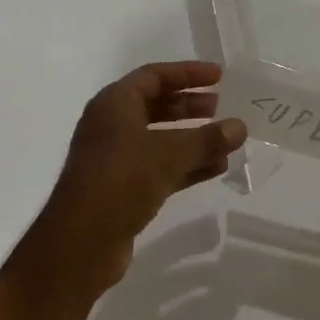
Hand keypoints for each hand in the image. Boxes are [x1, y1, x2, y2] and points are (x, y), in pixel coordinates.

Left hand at [22, 61, 245, 292]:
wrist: (79, 245)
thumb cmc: (121, 182)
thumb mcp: (169, 156)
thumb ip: (207, 139)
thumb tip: (240, 126)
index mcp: (114, 104)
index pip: (154, 76)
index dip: (188, 73)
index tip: (219, 76)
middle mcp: (112, 125)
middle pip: (157, 105)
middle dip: (190, 105)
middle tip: (221, 106)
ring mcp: (116, 158)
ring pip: (160, 138)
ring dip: (192, 138)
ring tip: (226, 140)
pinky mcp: (122, 187)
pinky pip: (160, 165)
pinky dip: (186, 164)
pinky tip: (216, 168)